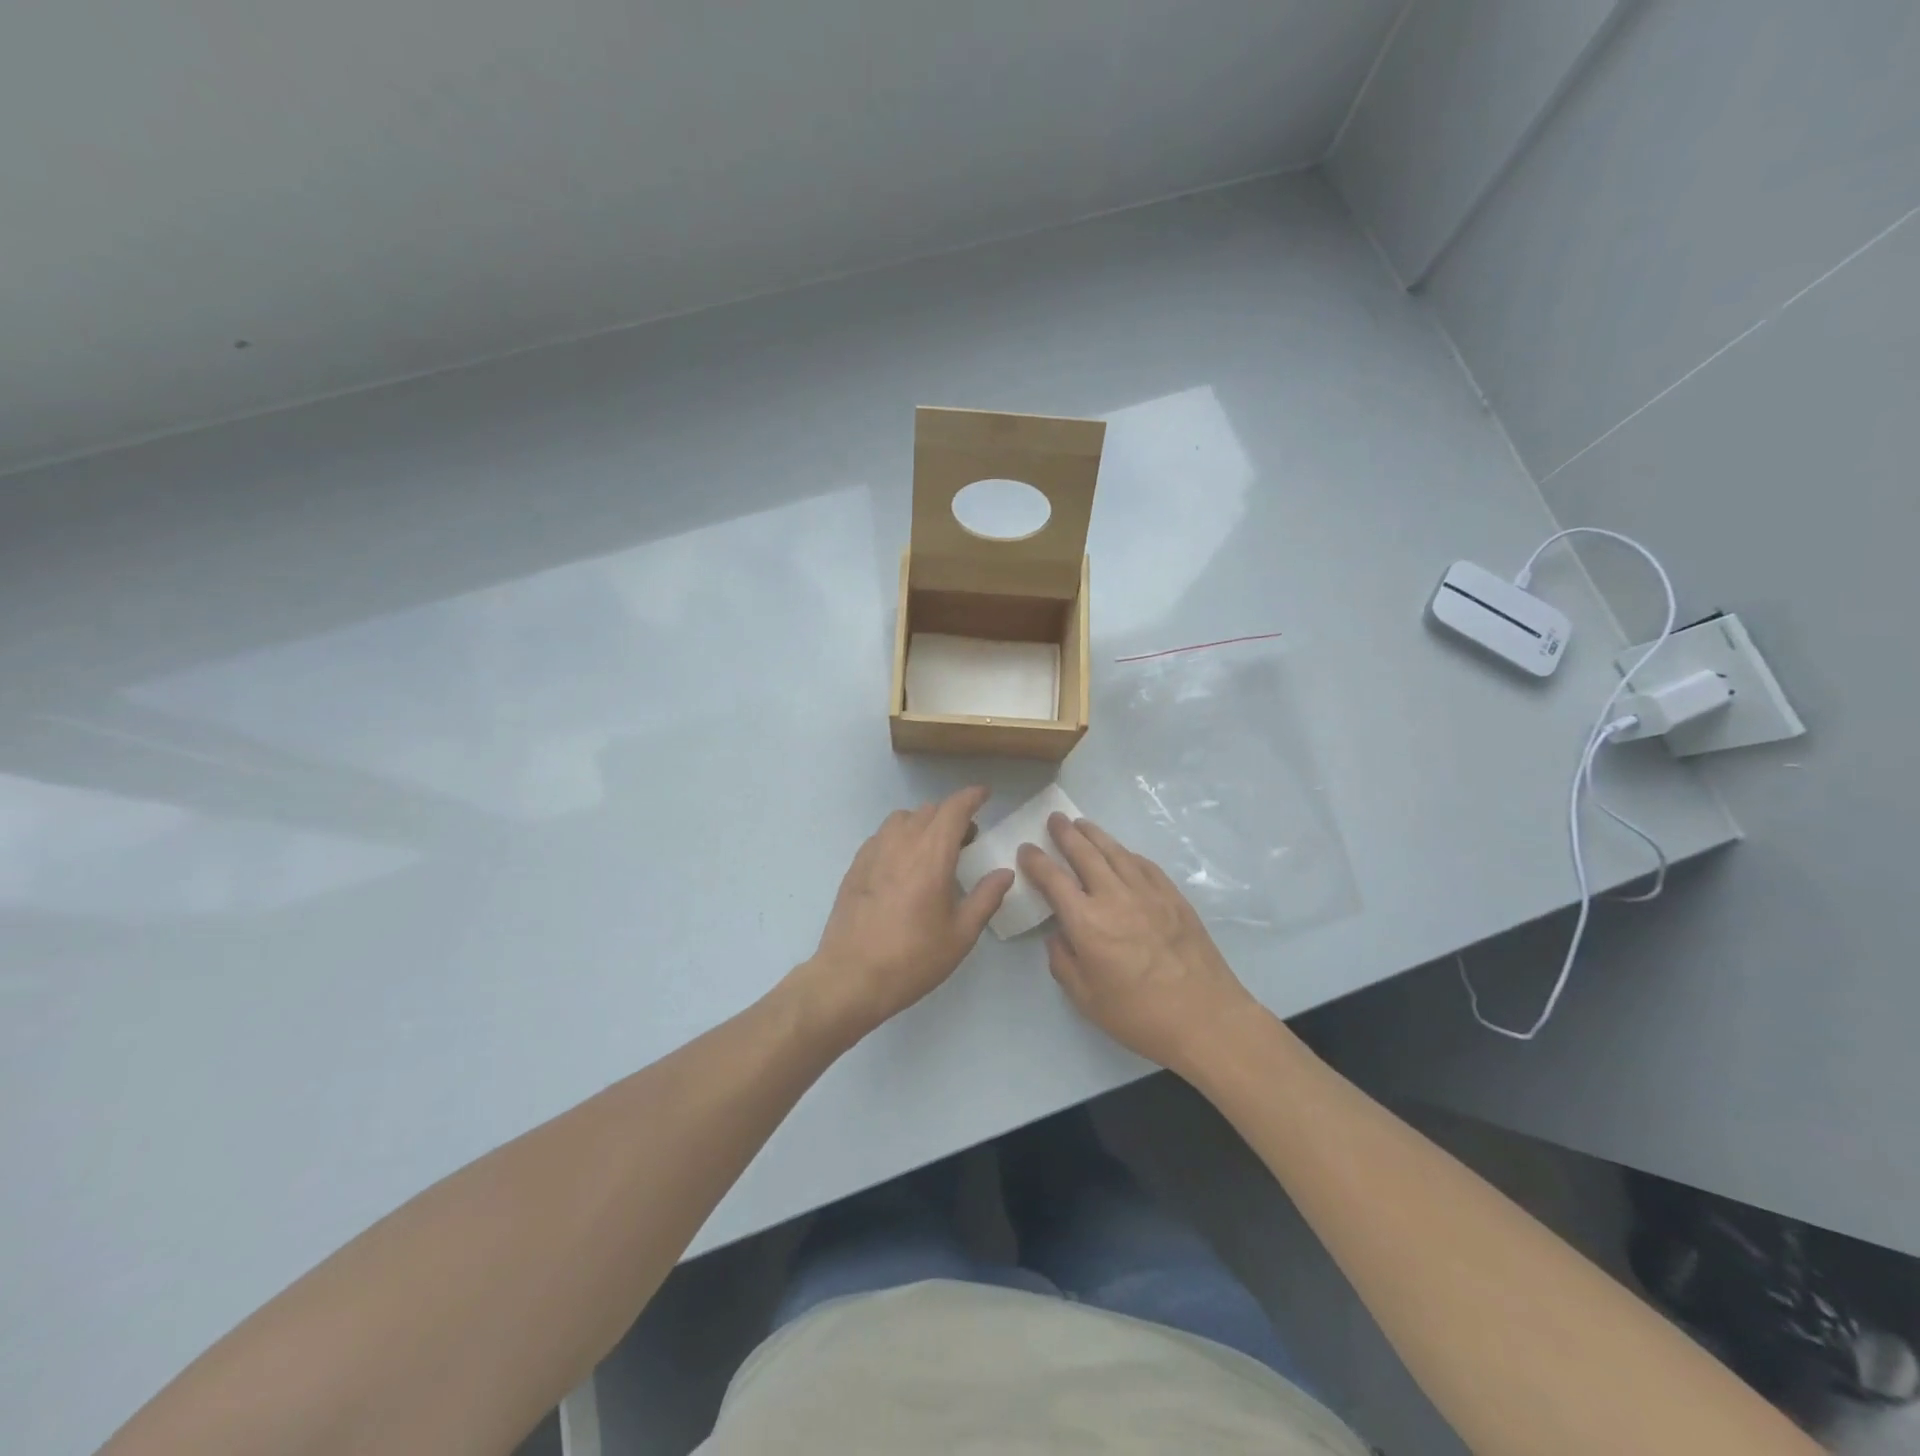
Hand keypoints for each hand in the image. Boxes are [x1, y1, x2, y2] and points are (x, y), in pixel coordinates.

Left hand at [793, 786, 1013, 1041]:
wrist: (851, 977)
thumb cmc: (913, 958)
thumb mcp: (960, 934)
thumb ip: (986, 898)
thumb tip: (1004, 873)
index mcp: (932, 854)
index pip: (954, 809)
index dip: (971, 797)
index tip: (984, 795)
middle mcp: (901, 842)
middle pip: (929, 811)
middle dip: (951, 816)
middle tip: (967, 839)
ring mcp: (873, 852)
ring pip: (903, 819)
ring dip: (923, 824)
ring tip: (934, 851)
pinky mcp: (855, 866)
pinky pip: (883, 836)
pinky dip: (900, 838)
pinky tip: (904, 866)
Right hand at [1017, 813, 1257, 1076]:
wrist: (1205, 1017)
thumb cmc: (1138, 1015)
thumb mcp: (1085, 999)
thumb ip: (1063, 962)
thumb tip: (1059, 935)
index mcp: (1086, 922)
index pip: (1053, 879)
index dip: (1036, 860)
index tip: (1027, 848)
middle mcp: (1114, 897)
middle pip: (1085, 853)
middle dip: (1065, 833)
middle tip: (1055, 819)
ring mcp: (1147, 892)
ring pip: (1115, 852)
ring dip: (1095, 834)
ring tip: (1082, 824)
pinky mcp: (1173, 896)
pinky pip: (1144, 864)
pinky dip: (1126, 853)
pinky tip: (1121, 852)